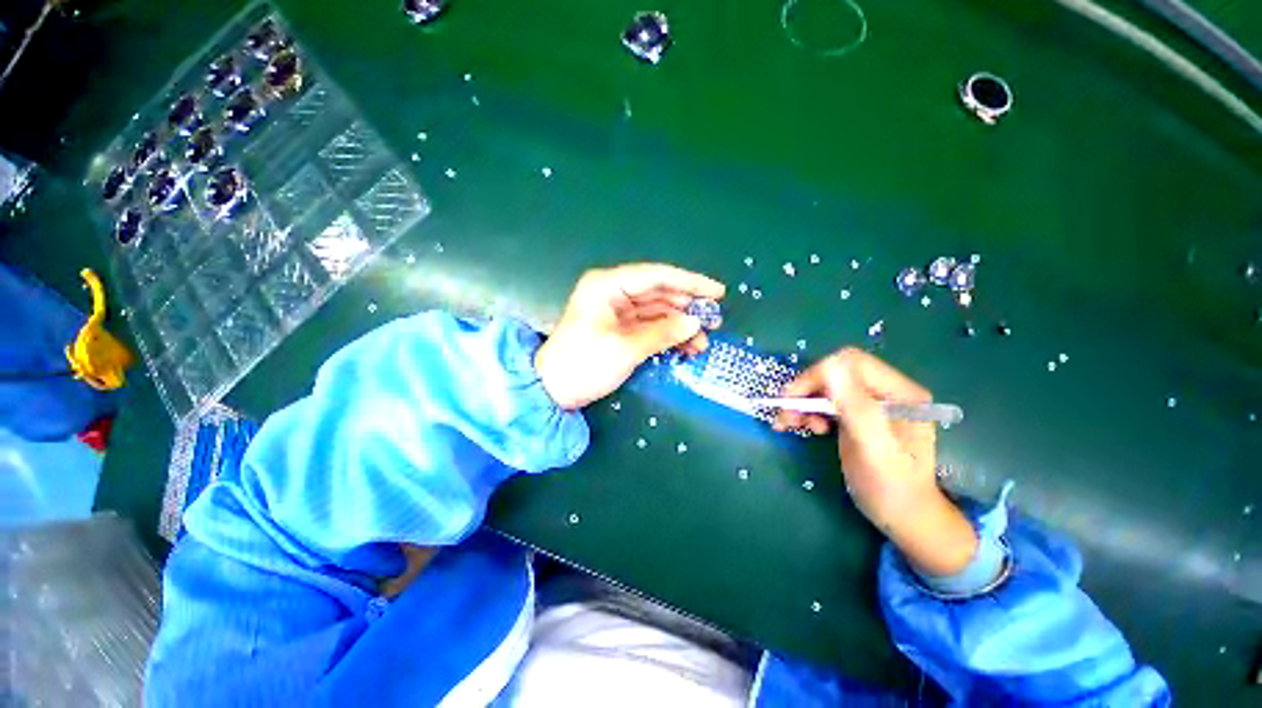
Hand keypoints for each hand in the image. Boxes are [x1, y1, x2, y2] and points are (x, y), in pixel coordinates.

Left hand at [535, 263, 724, 409]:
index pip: (656, 276)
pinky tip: (686, 346)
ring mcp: (617, 312)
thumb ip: (663, 333)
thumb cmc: (584, 363)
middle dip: (687, 307)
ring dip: (680, 325)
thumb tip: (695, 323)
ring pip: (657, 311)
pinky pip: (650, 326)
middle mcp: (613, 293)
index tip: (717, 292)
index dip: (689, 282)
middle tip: (715, 321)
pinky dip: (667, 335)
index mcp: (608, 286)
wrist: (553, 390)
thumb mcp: (626, 348)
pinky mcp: (619, 329)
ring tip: (702, 342)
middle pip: (659, 293)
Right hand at [774, 349, 977, 575]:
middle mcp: (887, 391)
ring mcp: (872, 403)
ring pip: (826, 386)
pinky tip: (803, 426)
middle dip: (805, 391)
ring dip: (803, 402)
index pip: (851, 364)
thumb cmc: (892, 487)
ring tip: (789, 423)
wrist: (904, 517)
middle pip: (836, 373)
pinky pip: (826, 401)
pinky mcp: (858, 414)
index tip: (792, 400)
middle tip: (785, 415)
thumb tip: (830, 365)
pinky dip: (808, 410)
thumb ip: (855, 407)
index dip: (817, 375)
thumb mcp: (874, 449)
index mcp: (900, 393)